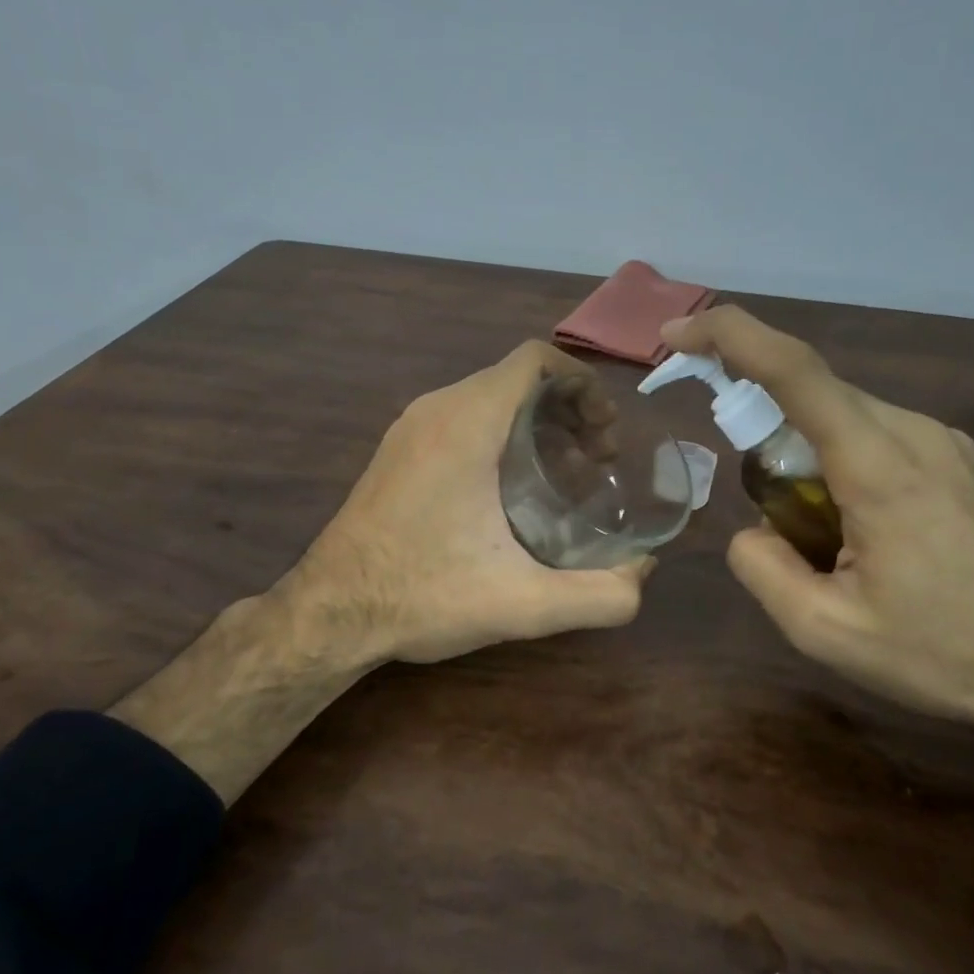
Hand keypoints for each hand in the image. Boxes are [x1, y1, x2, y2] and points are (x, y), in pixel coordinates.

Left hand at [285, 340, 651, 665]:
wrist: (329, 613)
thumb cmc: (423, 596)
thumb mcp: (522, 604)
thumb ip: (599, 595)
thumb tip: (644, 573)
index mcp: (466, 423)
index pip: (534, 360)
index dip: (582, 383)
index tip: (606, 432)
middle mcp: (435, 409)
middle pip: (516, 377)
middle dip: (568, 407)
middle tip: (597, 458)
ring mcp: (410, 428)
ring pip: (489, 397)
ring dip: (537, 421)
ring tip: (567, 473)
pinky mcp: (398, 451)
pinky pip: (462, 417)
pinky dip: (503, 433)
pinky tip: (516, 489)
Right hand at [659, 307, 973, 778]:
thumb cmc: (946, 655)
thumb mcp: (826, 631)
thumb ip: (762, 568)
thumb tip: (751, 532)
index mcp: (879, 465)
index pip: (794, 371)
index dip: (730, 338)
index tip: (677, 335)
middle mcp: (913, 432)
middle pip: (813, 392)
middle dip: (759, 415)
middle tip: (750, 491)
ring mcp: (942, 443)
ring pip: (843, 416)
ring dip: (801, 451)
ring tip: (811, 535)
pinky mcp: (956, 461)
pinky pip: (874, 437)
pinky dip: (836, 461)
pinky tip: (851, 529)